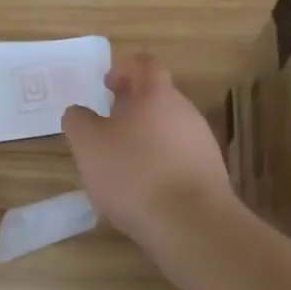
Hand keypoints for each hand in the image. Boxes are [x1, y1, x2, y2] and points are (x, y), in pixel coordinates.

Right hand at [63, 54, 236, 252]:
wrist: (192, 225)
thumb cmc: (135, 173)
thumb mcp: (89, 145)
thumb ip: (78, 121)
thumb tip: (78, 112)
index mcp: (157, 94)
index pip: (144, 64)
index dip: (124, 69)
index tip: (107, 85)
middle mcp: (185, 110)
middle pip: (158, 97)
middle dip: (133, 108)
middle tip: (109, 127)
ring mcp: (202, 142)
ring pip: (170, 129)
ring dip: (147, 138)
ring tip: (124, 164)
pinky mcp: (212, 174)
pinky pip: (181, 158)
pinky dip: (162, 165)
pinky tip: (146, 191)